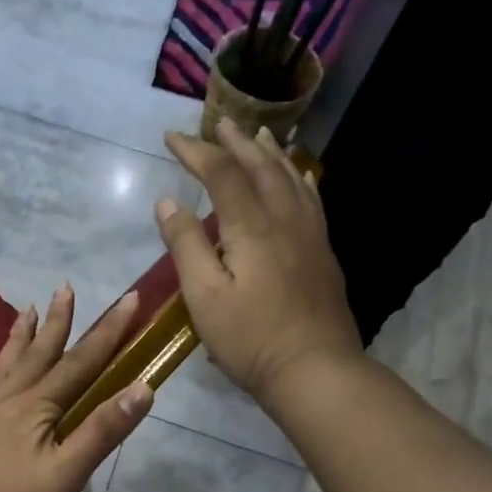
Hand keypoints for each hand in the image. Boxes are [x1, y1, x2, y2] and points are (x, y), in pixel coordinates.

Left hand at [0, 284, 151, 491]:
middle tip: (65, 286)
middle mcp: (6, 398)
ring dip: (19, 337)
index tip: (129, 297)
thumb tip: (143, 386)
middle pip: (39, 354)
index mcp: (38, 408)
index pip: (82, 362)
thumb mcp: (64, 476)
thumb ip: (101, 431)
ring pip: (2, 364)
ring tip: (27, 309)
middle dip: (58, 322)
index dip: (108, 331)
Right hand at [157, 120, 362, 407]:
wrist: (314, 369)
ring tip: (259, 135)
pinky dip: (298, 179)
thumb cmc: (250, 338)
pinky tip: (298, 177)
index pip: (222, 174)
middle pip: (260, 167)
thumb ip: (186, 246)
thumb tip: (167, 203)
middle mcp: (285, 219)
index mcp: (251, 227)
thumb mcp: (204, 297)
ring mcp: (310, 235)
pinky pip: (311, 200)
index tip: (171, 138)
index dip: (196, 152)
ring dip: (270, 153)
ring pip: (291, 178)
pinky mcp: (323, 253)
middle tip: (218, 123)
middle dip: (235, 142)